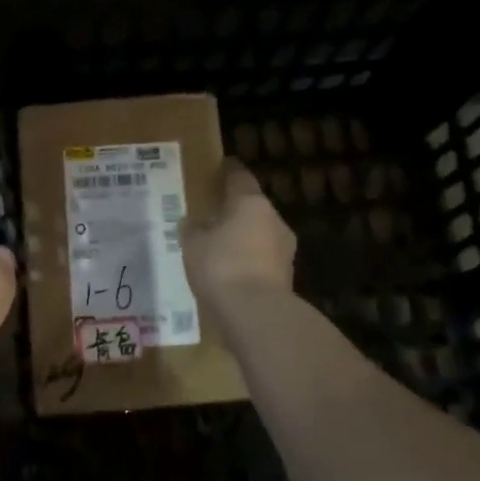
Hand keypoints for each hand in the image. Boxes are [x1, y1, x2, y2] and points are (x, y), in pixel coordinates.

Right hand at [184, 159, 296, 322]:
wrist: (256, 313)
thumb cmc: (221, 266)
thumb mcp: (193, 245)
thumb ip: (193, 229)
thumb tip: (193, 222)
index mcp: (251, 203)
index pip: (240, 177)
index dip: (229, 171)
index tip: (221, 166)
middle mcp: (274, 219)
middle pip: (253, 207)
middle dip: (235, 210)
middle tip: (214, 214)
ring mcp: (285, 249)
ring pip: (260, 235)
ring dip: (243, 238)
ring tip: (220, 247)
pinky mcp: (286, 276)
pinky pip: (262, 260)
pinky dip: (248, 261)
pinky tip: (231, 272)